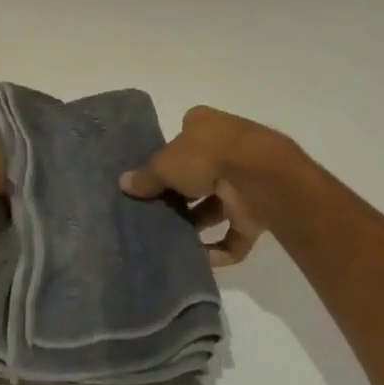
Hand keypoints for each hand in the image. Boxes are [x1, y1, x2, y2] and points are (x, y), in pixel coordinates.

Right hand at [119, 106, 300, 265]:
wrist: (259, 176)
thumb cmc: (206, 155)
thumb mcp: (165, 164)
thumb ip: (147, 177)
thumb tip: (124, 183)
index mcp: (205, 125)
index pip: (183, 138)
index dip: (167, 157)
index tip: (150, 179)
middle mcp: (226, 148)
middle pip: (198, 173)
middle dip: (180, 195)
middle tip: (155, 212)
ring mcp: (243, 180)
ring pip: (216, 205)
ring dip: (196, 223)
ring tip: (170, 239)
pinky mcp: (257, 211)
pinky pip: (235, 233)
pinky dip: (219, 248)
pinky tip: (199, 259)